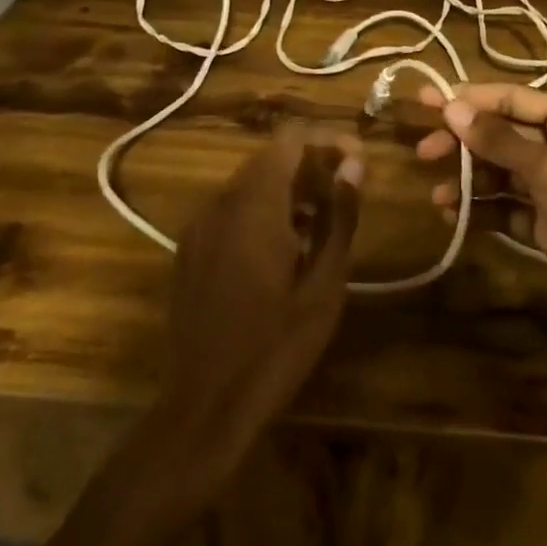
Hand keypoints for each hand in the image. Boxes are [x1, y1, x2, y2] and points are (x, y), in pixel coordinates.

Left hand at [157, 124, 361, 469]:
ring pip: (250, 184)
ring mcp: (199, 226)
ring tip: (321, 227)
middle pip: (270, 158)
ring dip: (288, 190)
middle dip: (311, 167)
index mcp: (254, 205)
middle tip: (345, 198)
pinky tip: (284, 250)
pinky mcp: (189, 249)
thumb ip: (340, 217)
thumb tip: (355, 165)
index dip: (327, 140)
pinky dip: (262, 211)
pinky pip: (231, 210)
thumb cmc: (275, 347)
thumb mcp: (324, 285)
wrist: (204, 407)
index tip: (357, 160)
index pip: (290, 139)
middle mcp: (221, 203)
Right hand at [419, 84, 546, 398]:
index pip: (514, 99)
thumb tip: (451, 107)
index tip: (426, 100)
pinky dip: (484, 212)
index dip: (470, 99)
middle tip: (424, 151)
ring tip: (437, 195)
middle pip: (505, 136)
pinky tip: (455, 217)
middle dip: (466, 142)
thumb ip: (499, 140)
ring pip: (504, 174)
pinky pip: (509, 210)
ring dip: (470, 181)